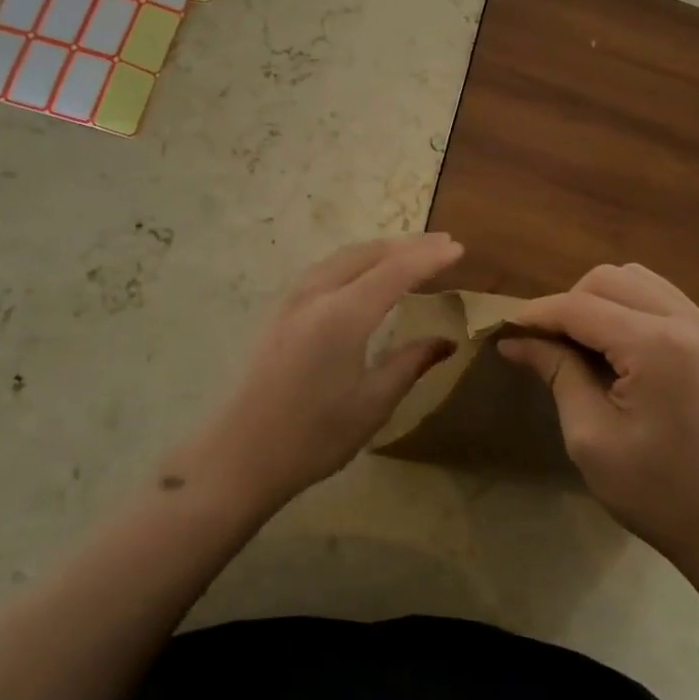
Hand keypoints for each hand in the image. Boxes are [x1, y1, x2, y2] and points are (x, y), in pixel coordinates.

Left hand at [184, 234, 463, 510]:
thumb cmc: (313, 437)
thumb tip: (445, 342)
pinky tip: (364, 274)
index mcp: (343, 315)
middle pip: (368, 254)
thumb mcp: (372, 404)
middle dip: (407, 245)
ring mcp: (292, 301)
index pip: (395, 271)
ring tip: (410, 252)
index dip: (429, 258)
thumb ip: (410, 364)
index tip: (459, 247)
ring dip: (380, 249)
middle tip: (442, 243)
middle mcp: (316, 295)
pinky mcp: (280, 313)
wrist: (239, 457)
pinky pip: (325, 269)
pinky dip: (355, 261)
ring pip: (343, 257)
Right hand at [499, 263, 698, 584]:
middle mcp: (691, 321)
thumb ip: (557, 374)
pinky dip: (635, 311)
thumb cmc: (660, 495)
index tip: (505, 331)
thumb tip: (517, 341)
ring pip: (642, 281)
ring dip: (604, 301)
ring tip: (585, 345)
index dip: (536, 314)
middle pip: (611, 279)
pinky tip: (624, 352)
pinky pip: (669, 302)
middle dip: (570, 303)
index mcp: (657, 346)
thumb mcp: (592, 438)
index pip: (580, 306)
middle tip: (548, 344)